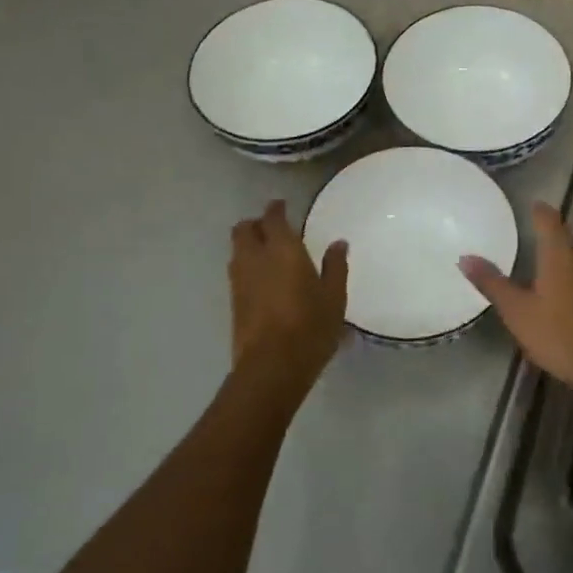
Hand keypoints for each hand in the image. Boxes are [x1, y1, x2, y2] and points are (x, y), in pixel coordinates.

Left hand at [229, 200, 347, 378]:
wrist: (272, 366)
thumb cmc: (310, 327)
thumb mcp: (334, 297)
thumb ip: (335, 266)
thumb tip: (338, 243)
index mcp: (282, 249)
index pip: (273, 217)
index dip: (277, 209)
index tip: (283, 206)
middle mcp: (255, 258)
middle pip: (244, 229)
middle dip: (256, 224)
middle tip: (273, 229)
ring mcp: (239, 280)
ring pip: (237, 250)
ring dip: (249, 245)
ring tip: (269, 254)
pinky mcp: (233, 302)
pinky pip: (237, 271)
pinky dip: (248, 267)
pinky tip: (265, 280)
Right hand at [459, 202, 572, 396]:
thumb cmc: (561, 336)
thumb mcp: (518, 313)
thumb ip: (492, 283)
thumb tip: (465, 257)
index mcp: (561, 256)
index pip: (549, 221)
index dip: (540, 212)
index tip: (534, 208)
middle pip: (568, 249)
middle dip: (555, 259)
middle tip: (538, 277)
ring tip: (559, 302)